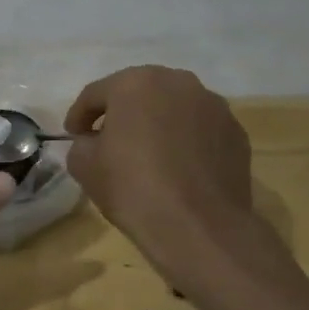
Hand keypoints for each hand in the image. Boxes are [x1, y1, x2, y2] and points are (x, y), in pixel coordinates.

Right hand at [63, 66, 256, 255]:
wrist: (199, 227)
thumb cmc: (133, 187)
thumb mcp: (84, 165)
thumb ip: (82, 144)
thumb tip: (93, 142)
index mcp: (135, 82)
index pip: (96, 94)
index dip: (79, 115)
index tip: (73, 135)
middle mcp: (178, 82)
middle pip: (139, 94)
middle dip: (122, 114)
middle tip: (108, 140)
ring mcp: (213, 106)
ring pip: (173, 109)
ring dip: (157, 124)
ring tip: (147, 154)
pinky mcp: (236, 133)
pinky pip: (199, 130)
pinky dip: (185, 141)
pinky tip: (178, 169)